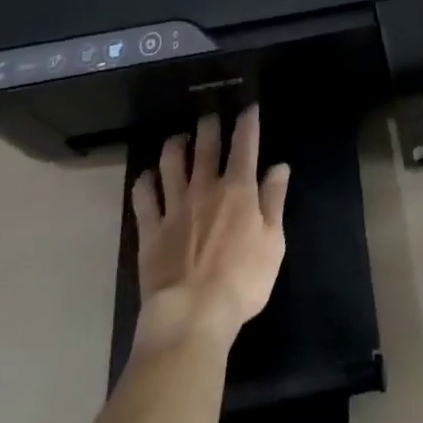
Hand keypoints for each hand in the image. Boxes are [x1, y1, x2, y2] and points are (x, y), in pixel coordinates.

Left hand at [130, 106, 289, 352]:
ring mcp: (174, 206)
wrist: (192, 315)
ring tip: (177, 140)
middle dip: (208, 126)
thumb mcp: (273, 243)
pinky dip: (144, 182)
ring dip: (174, 145)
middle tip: (208, 117)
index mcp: (238, 189)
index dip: (248, 122)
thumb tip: (279, 167)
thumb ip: (275, 201)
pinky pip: (143, 196)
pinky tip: (147, 177)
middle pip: (205, 146)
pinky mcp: (150, 229)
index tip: (249, 108)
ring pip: (170, 162)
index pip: (245, 144)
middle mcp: (205, 188)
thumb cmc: (242, 281)